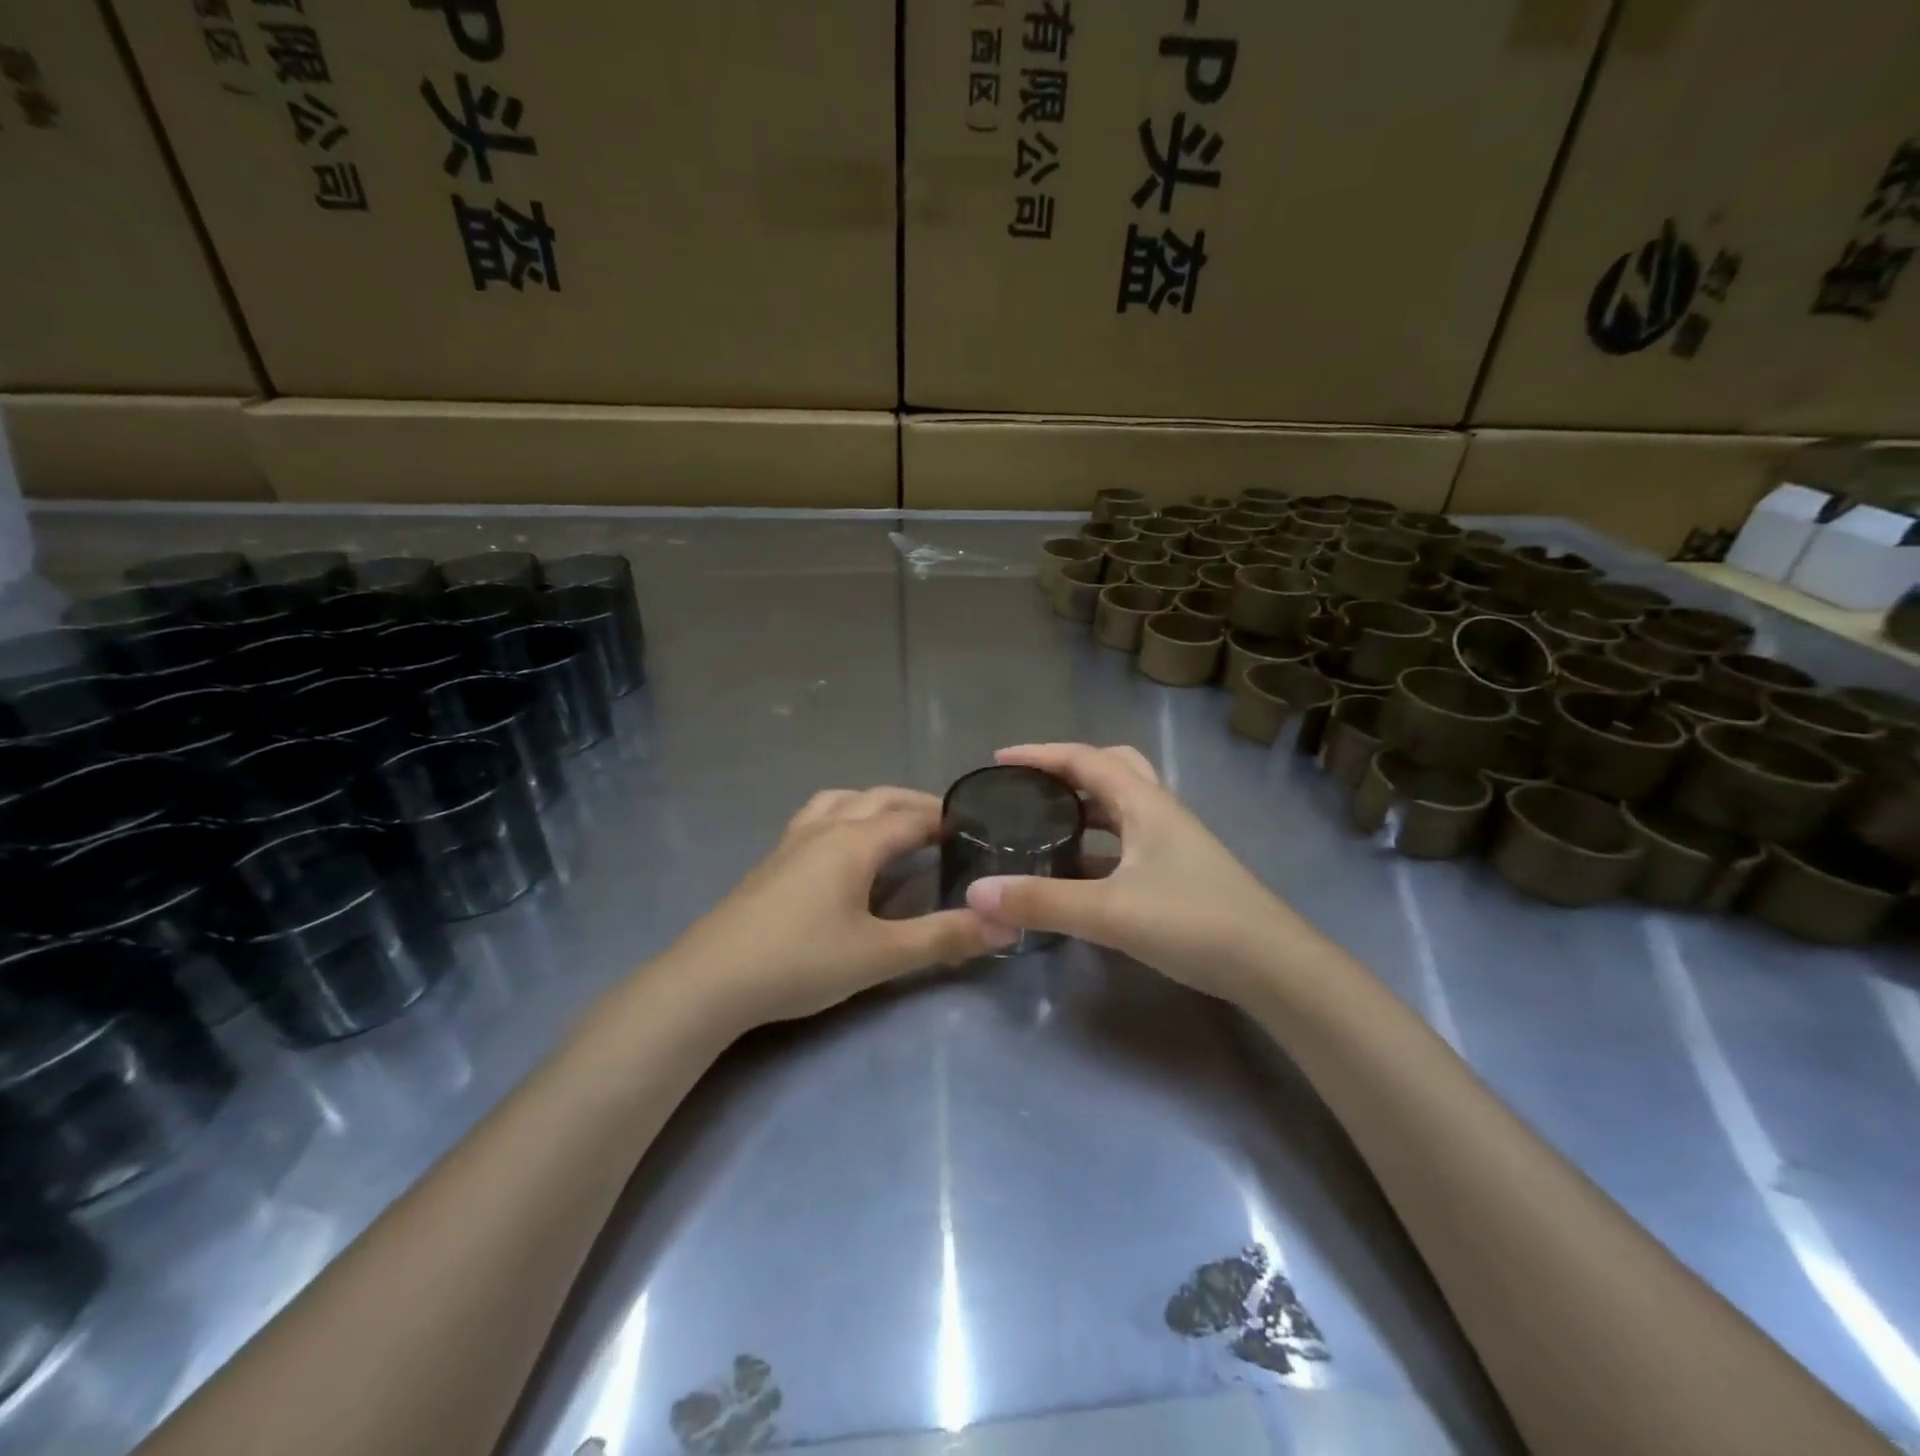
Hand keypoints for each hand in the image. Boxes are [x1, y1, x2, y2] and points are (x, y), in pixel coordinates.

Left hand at [671, 787, 1015, 1027]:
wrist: (710, 981)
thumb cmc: (801, 961)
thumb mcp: (880, 955)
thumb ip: (943, 938)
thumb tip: (1004, 924)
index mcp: (854, 841)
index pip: (912, 818)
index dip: (946, 820)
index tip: (977, 828)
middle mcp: (824, 828)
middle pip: (878, 799)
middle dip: (915, 806)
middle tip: (946, 827)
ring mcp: (792, 841)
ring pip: (841, 800)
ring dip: (874, 804)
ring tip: (894, 826)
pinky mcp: (771, 861)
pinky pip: (816, 817)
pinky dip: (843, 816)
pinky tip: (841, 850)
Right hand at [964, 744, 1306, 1000]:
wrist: (1272, 966)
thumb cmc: (1193, 922)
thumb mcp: (1109, 912)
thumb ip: (1042, 901)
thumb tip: (977, 892)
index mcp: (1143, 803)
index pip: (1084, 759)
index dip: (1039, 754)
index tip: (998, 760)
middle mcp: (1159, 812)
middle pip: (1110, 769)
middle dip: (1067, 770)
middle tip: (1030, 788)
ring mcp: (1173, 843)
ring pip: (1121, 807)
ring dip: (1084, 806)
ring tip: (1045, 825)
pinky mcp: (1179, 872)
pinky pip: (1127, 841)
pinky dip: (1098, 843)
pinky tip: (1080, 873)